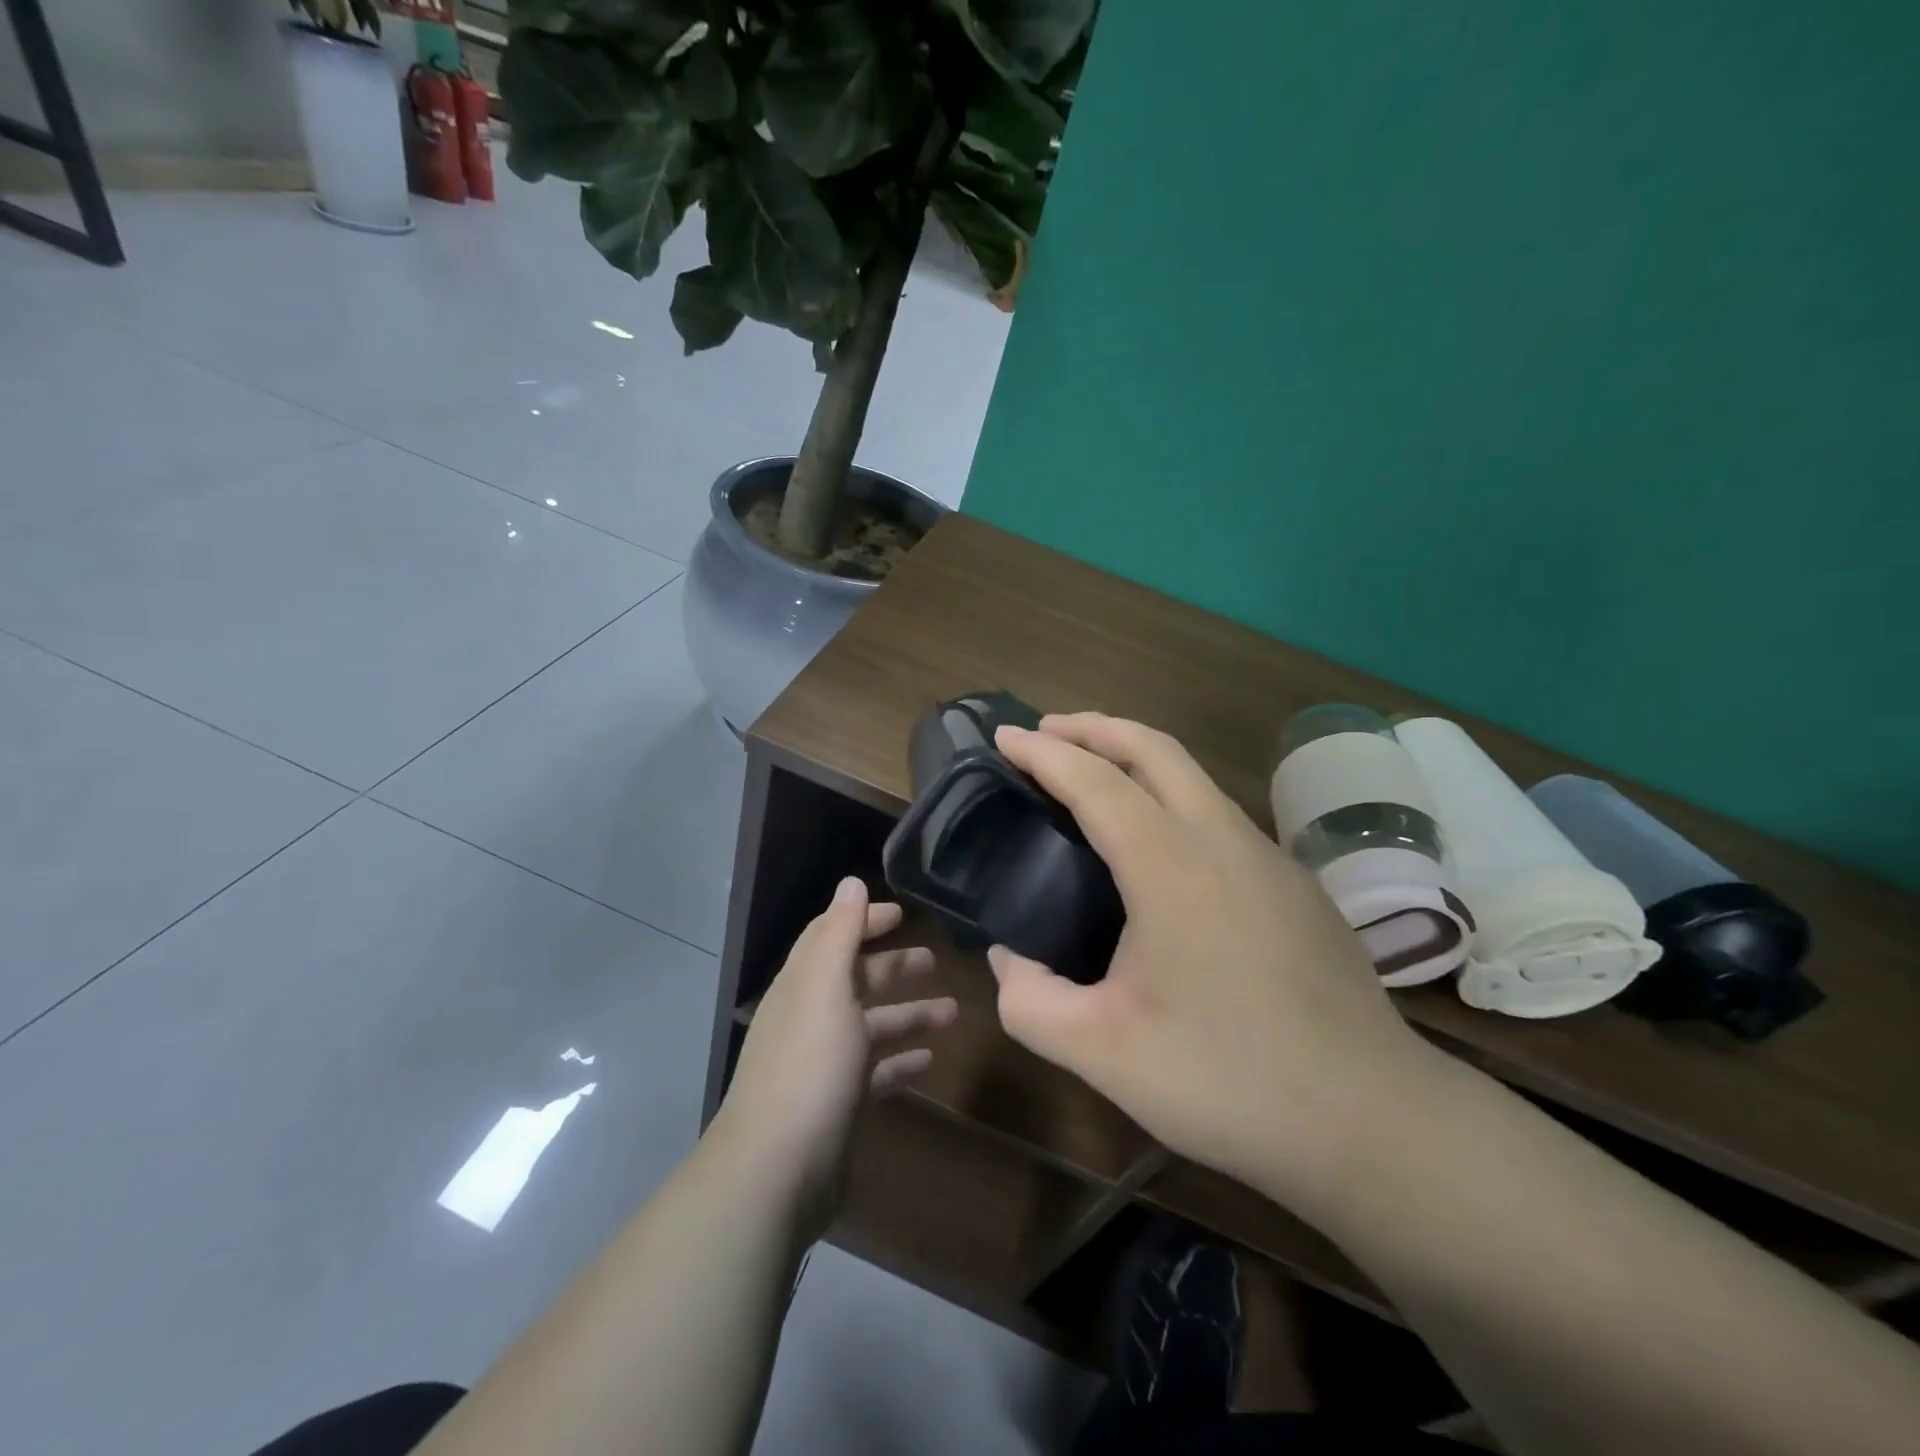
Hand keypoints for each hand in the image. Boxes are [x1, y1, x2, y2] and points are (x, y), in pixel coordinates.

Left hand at [714, 877, 956, 1240]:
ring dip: (909, 1016)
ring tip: (952, 1014)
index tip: (902, 914)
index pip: (832, 938)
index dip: (863, 921)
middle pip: (856, 982)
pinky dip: (900, 1064)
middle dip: (894, 969)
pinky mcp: (838, 1106)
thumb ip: (840, 933)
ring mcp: (823, 1066)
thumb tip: (850, 882)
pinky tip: (929, 1063)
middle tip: (936, 962)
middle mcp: (810, 1019)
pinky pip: (875, 1074)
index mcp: (803, 985)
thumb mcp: (826, 987)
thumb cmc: (809, 1066)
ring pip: (871, 1028)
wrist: (777, 1170)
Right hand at [989, 714, 1441, 1209]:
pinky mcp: (1297, 885)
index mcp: (1171, 866)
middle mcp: (1224, 840)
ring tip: (1095, 777)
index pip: (1094, 781)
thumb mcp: (1101, 1053)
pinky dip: (1174, 800)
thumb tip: (1008, 961)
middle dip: (1095, 727)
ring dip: (1137, 759)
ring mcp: (1270, 858)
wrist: (1373, 1121)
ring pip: (1195, 778)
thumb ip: (1031, 1003)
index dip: (1043, 753)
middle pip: (1154, 748)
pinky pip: (1221, 817)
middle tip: (1047, 730)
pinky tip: (1161, 850)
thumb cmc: (1227, 1080)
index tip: (1003, 736)